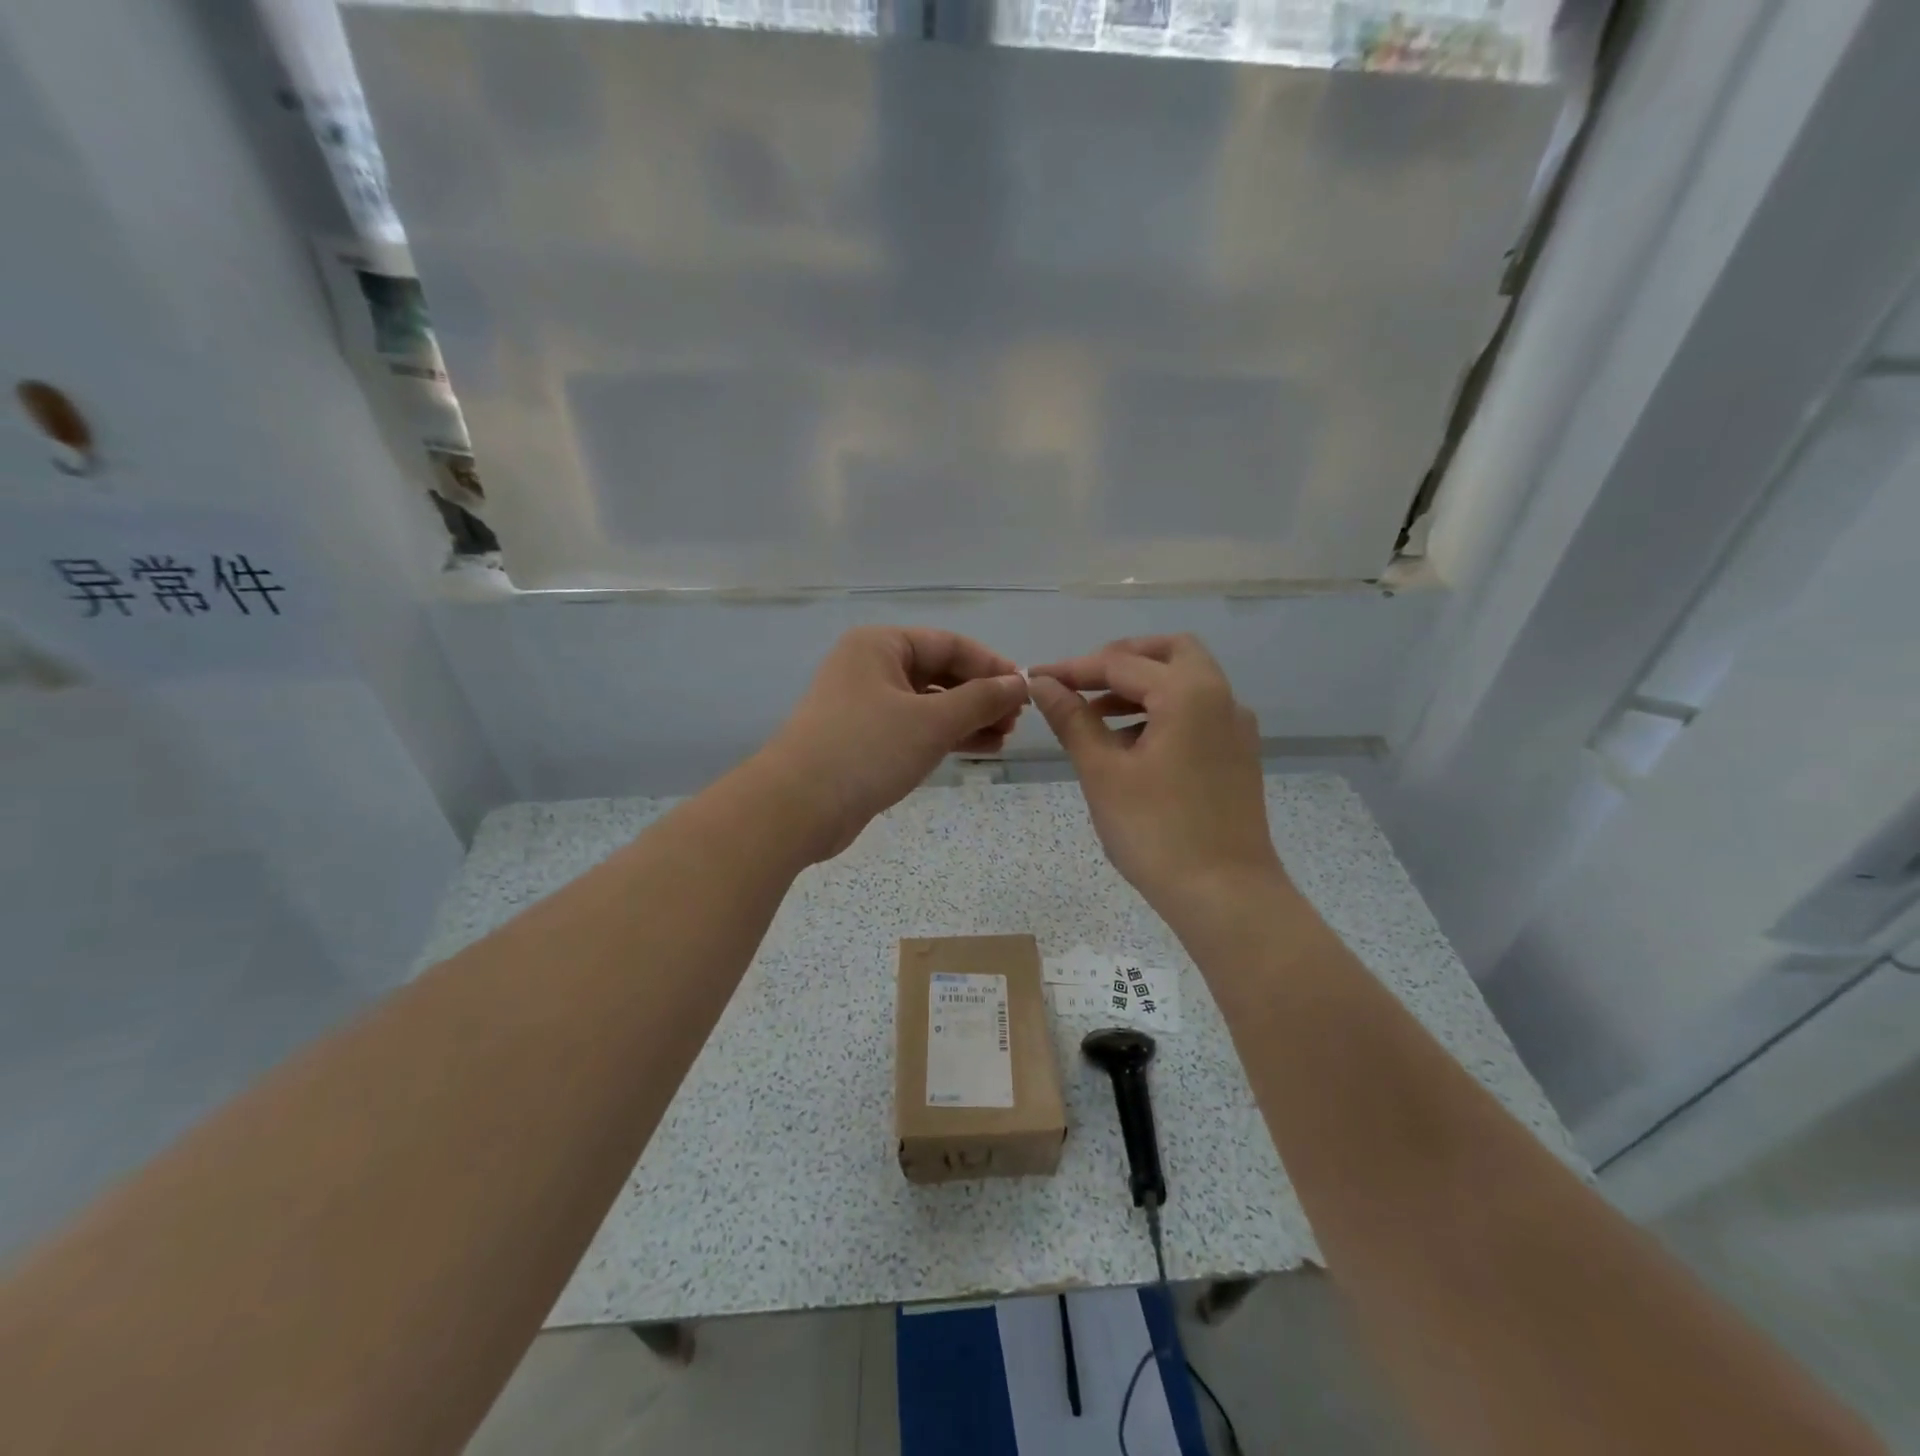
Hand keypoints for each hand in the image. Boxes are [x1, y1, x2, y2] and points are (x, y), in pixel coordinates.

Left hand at [758, 627, 1028, 860]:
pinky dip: (944, 737)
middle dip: (980, 696)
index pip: (949, 644)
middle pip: (939, 672)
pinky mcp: (864, 740)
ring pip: (928, 704)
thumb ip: (981, 700)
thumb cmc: (867, 749)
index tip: (1025, 690)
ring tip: (1004, 739)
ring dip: (967, 719)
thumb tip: (1020, 684)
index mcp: (880, 646)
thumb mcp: (932, 721)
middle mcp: (870, 667)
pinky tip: (977, 750)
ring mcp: (865, 705)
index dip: (991, 666)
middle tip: (1015, 721)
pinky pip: (914, 729)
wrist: (798, 807)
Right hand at [1027, 635, 1284, 926]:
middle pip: (1170, 653)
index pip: (1121, 663)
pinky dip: (1163, 711)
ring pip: (1186, 683)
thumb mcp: (1103, 772)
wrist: (1226, 896)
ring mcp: (1236, 728)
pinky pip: (1198, 713)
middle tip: (1081, 683)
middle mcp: (1221, 698)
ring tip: (1095, 717)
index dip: (1073, 669)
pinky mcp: (1238, 756)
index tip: (1035, 679)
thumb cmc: (1156, 832)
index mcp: (1188, 693)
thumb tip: (1043, 684)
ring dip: (1141, 688)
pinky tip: (1131, 747)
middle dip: (1121, 661)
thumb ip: (1073, 720)